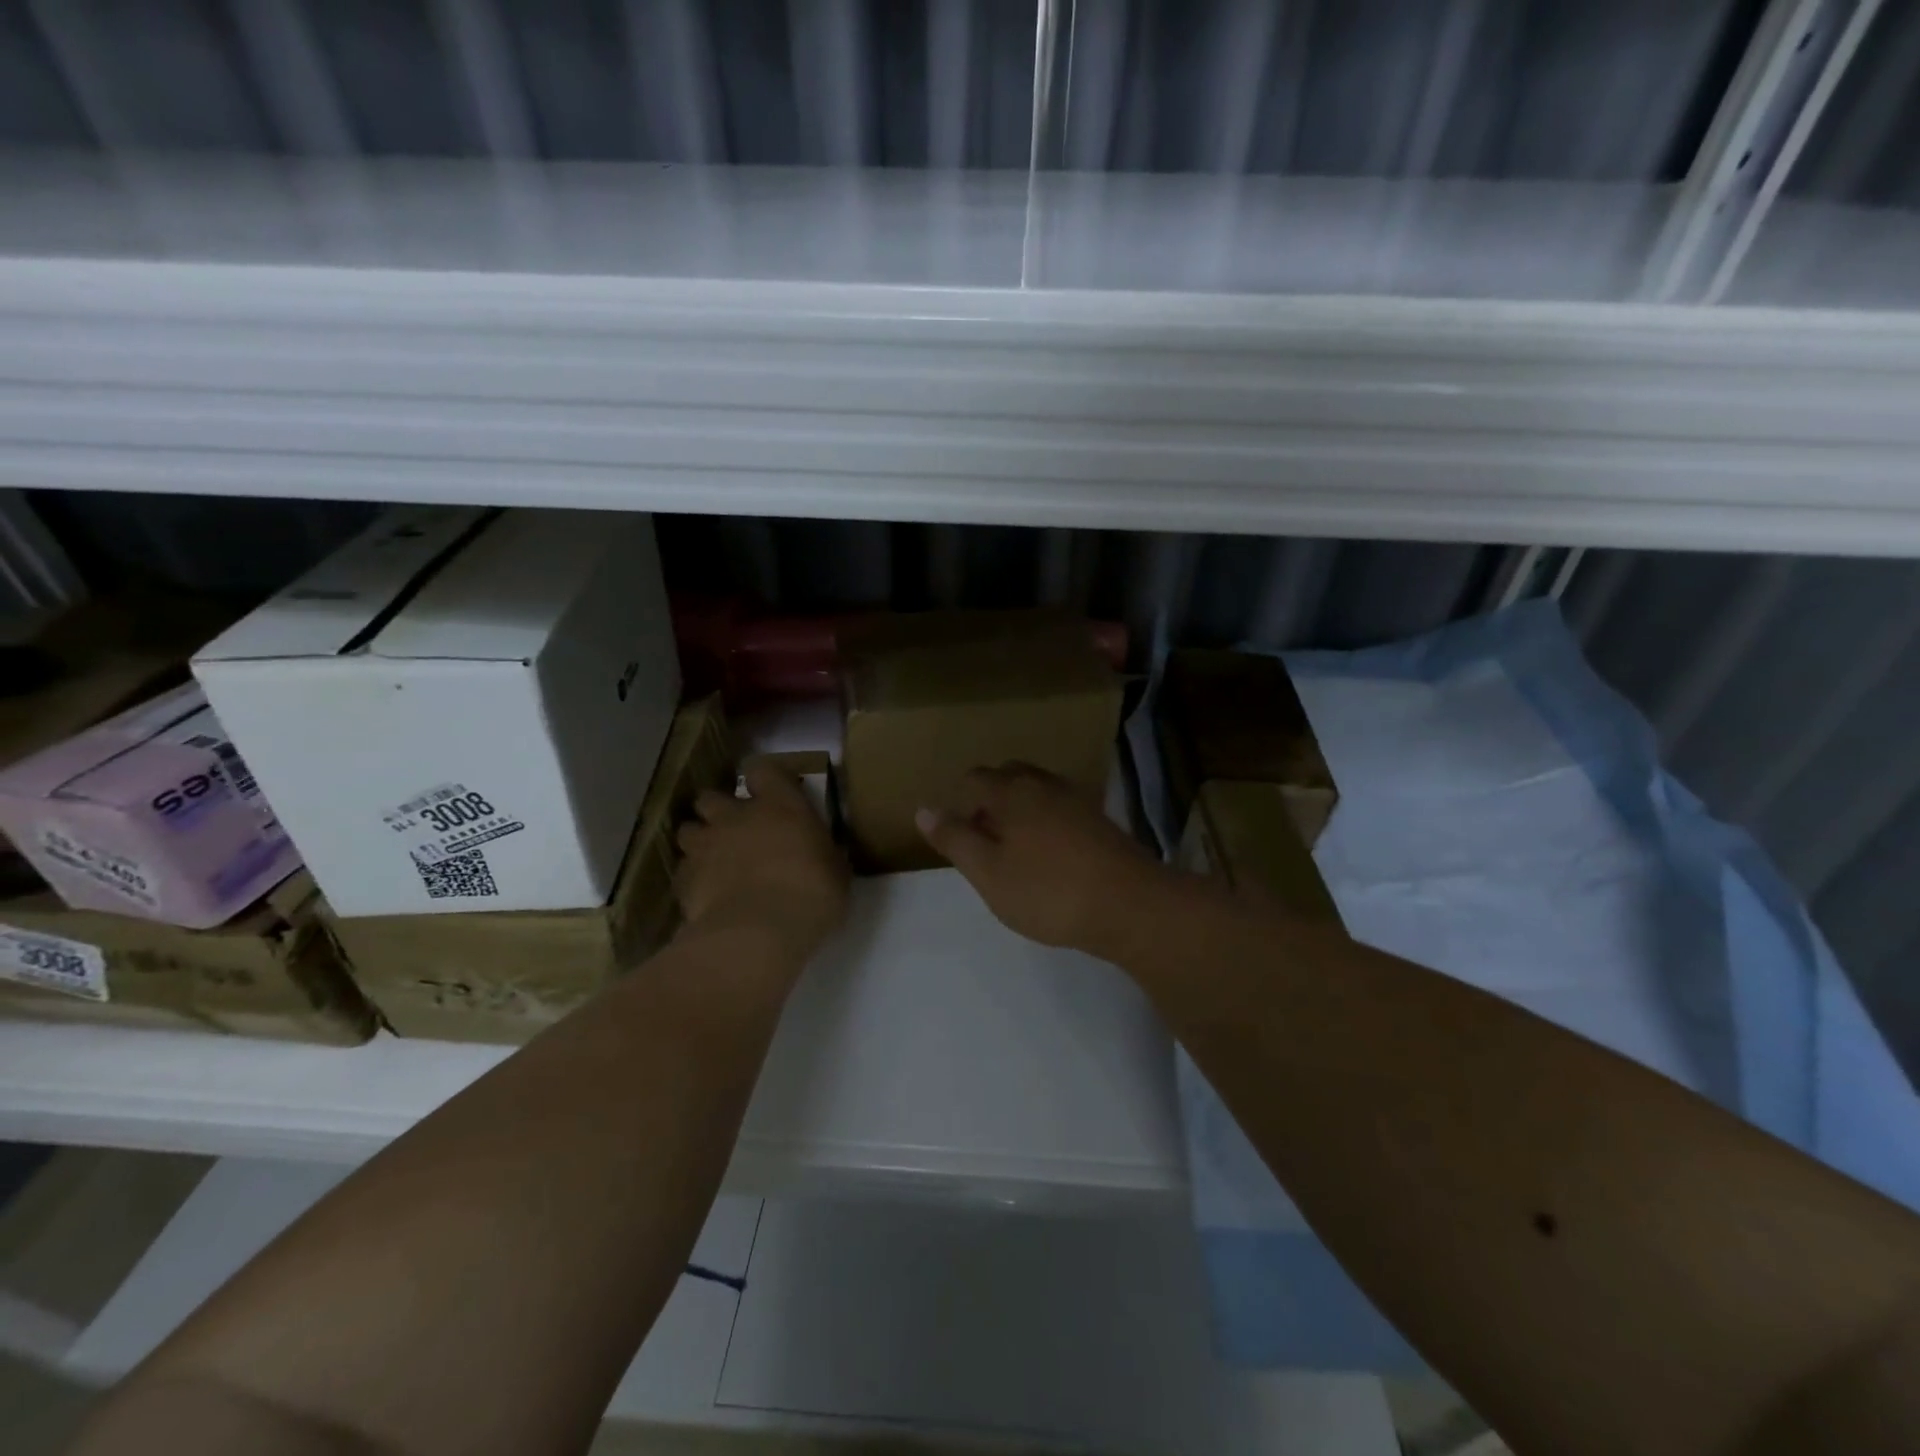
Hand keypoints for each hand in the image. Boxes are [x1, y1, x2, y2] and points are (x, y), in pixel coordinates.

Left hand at [676, 757, 848, 971]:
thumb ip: (820, 853)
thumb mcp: (834, 869)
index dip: (763, 780)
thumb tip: (820, 854)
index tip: (769, 793)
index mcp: (780, 804)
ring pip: (688, 830)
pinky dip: (692, 878)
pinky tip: (706, 895)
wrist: (760, 932)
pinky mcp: (684, 878)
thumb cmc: (813, 894)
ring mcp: (706, 845)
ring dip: (700, 841)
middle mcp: (737, 816)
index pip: (762, 770)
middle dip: (719, 810)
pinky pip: (683, 870)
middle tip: (736, 830)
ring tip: (714, 861)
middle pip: (712, 797)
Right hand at [915, 763, 1168, 956]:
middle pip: (1009, 777)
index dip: (960, 800)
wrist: (1130, 905)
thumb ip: (955, 839)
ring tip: (1014, 850)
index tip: (958, 834)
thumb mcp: (988, 872)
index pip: (975, 778)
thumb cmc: (1047, 891)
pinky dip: (1047, 821)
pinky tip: (1050, 855)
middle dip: (991, 800)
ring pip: (1038, 792)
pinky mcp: (1101, 820)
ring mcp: (1078, 799)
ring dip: (1020, 810)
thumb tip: (924, 809)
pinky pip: (1061, 808)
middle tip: (984, 840)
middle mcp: (1045, 784)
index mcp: (1012, 791)